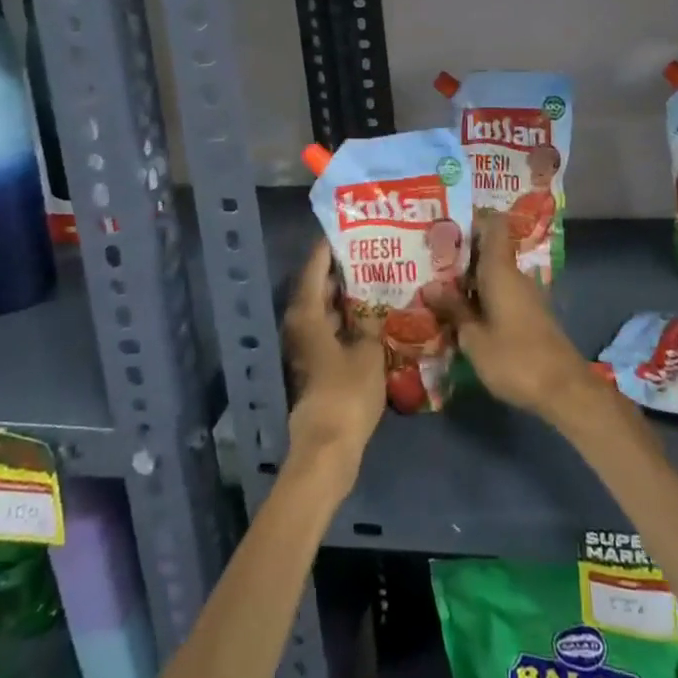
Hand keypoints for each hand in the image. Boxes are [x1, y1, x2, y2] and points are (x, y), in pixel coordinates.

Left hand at [283, 237, 384, 475]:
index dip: (328, 248)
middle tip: (371, 252)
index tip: (347, 230)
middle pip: (318, 288)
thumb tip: (377, 306)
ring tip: (377, 278)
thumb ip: (372, 323)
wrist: (329, 447)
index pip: (315, 268)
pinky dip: (347, 319)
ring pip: (325, 310)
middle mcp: (300, 325)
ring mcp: (307, 347)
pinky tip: (372, 316)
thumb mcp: (369, 352)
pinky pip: (331, 329)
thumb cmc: (347, 393)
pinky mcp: (316, 365)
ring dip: (346, 296)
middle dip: (342, 271)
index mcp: (307, 314)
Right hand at [447, 211, 593, 422]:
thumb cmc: (515, 358)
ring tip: (437, 287)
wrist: (564, 389)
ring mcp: (525, 295)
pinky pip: (501, 292)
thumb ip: (453, 309)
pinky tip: (462, 312)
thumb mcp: (474, 338)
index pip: (493, 225)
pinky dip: (481, 296)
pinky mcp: (530, 314)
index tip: (446, 223)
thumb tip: (431, 286)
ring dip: (469, 279)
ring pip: (493, 274)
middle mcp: (515, 275)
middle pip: (489, 250)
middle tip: (428, 259)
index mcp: (501, 270)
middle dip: (460, 254)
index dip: (472, 218)